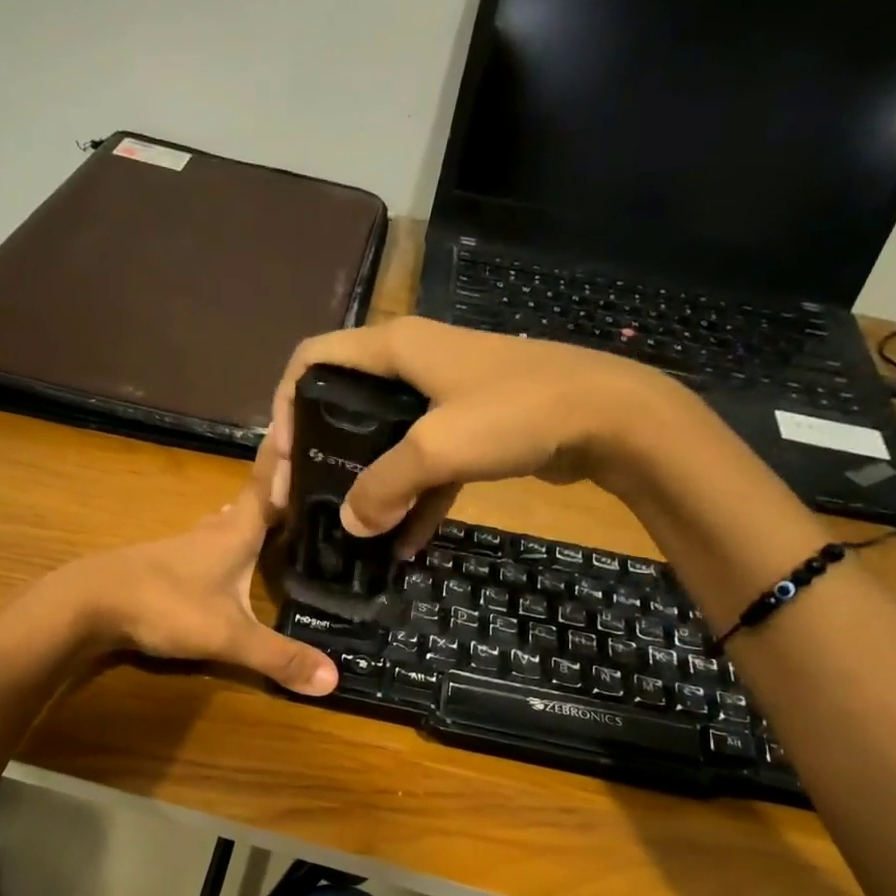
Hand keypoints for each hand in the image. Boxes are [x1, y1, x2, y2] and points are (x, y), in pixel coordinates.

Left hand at [49, 480, 337, 696]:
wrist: (89, 605)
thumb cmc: (165, 603)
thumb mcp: (228, 635)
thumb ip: (279, 656)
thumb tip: (335, 680)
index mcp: (236, 530)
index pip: (268, 482)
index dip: (287, 454)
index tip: (306, 420)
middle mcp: (212, 529)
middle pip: (250, 501)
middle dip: (277, 491)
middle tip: (310, 487)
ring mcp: (184, 546)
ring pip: (226, 523)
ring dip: (249, 518)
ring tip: (276, 519)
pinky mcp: (165, 565)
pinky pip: (208, 545)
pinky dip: (227, 543)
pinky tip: (228, 559)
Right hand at [269, 316, 691, 549]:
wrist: (610, 417)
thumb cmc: (516, 411)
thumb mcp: (436, 447)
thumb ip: (383, 485)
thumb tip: (350, 525)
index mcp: (393, 349)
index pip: (312, 360)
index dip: (285, 405)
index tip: (285, 460)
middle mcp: (410, 366)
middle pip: (342, 405)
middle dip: (320, 455)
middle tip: (305, 502)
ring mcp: (441, 399)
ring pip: (383, 442)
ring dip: (367, 486)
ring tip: (349, 533)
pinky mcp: (469, 431)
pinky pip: (425, 467)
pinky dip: (413, 502)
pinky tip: (404, 546)